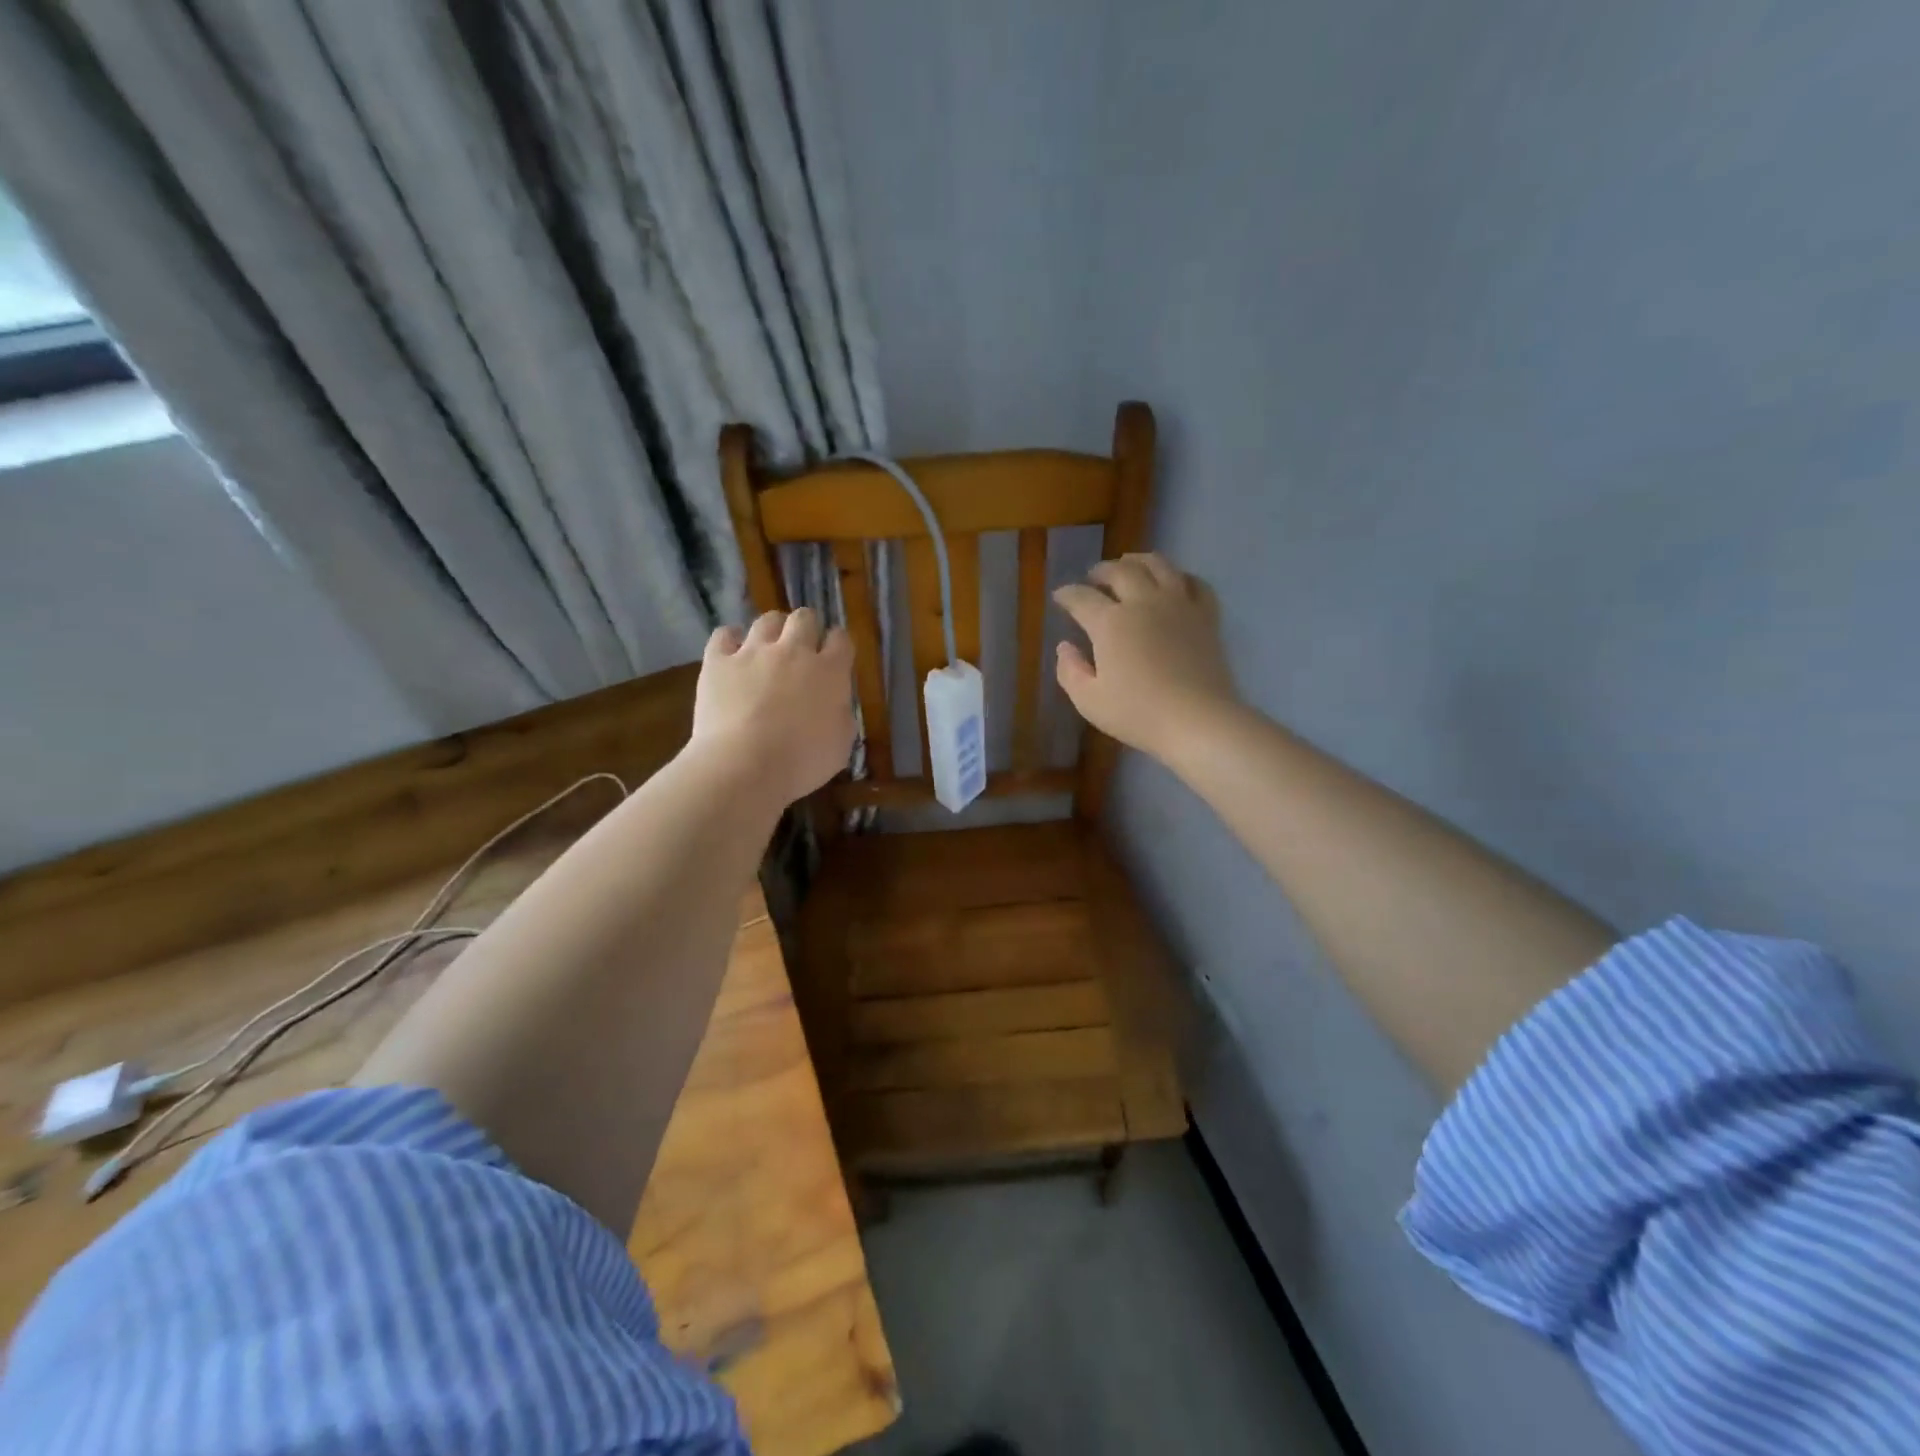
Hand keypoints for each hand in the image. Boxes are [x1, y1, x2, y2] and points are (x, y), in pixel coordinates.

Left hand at [691, 608, 855, 807]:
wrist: (744, 766)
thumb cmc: (801, 762)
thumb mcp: (840, 745)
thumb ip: (842, 715)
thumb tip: (834, 704)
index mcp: (830, 672)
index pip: (841, 639)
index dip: (838, 645)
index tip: (834, 658)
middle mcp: (794, 651)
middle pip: (804, 618)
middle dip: (806, 629)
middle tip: (801, 650)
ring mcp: (753, 652)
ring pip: (767, 620)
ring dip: (772, 630)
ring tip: (767, 648)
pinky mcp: (718, 661)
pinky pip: (724, 635)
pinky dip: (730, 640)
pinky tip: (731, 652)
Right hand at [1053, 553, 1238, 762]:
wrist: (1198, 721)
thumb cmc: (1138, 714)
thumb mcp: (1089, 701)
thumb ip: (1070, 671)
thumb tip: (1065, 646)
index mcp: (1110, 623)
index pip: (1081, 598)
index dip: (1067, 594)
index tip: (1060, 596)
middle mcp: (1143, 603)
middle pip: (1120, 571)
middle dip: (1102, 570)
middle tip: (1093, 577)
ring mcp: (1178, 605)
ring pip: (1158, 565)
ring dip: (1139, 560)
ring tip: (1130, 564)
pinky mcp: (1206, 616)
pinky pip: (1195, 583)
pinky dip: (1181, 576)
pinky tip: (1175, 582)